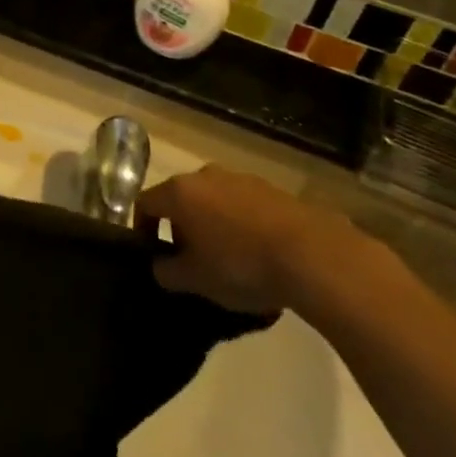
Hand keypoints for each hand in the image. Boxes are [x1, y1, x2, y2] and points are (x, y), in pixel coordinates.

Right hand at [134, 166, 353, 312]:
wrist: (313, 256)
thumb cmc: (240, 265)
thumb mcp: (194, 280)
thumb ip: (167, 272)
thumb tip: (161, 266)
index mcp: (179, 192)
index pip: (144, 203)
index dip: (142, 228)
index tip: (153, 253)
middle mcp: (206, 176)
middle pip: (181, 199)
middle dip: (180, 227)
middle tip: (191, 259)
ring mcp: (242, 179)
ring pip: (214, 201)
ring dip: (212, 224)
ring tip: (228, 258)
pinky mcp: (274, 190)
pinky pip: (244, 206)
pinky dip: (241, 225)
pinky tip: (258, 254)